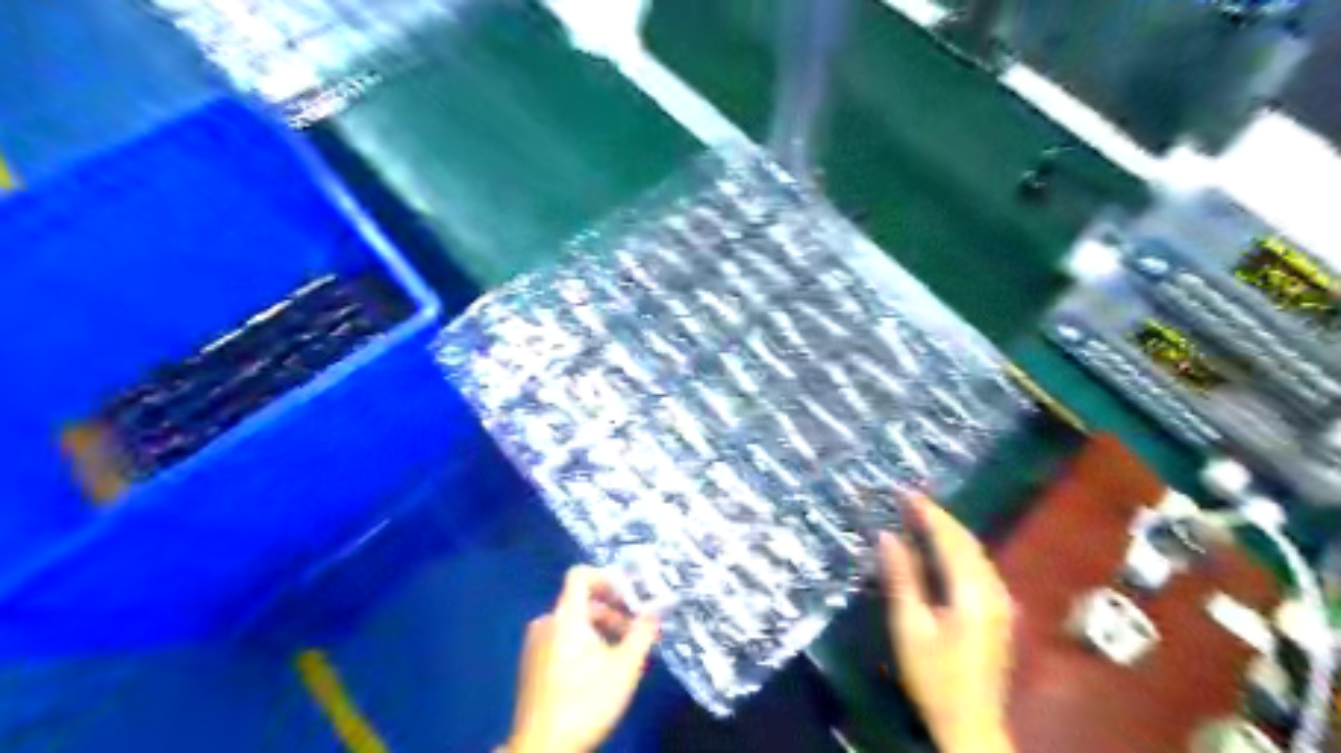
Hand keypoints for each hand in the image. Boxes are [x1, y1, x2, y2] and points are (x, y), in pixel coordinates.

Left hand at [508, 564, 658, 751]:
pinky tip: (598, 670)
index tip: (629, 596)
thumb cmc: (586, 701)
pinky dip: (583, 642)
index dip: (607, 578)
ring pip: (573, 622)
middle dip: (612, 610)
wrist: (542, 748)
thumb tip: (656, 613)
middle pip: (581, 600)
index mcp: (565, 616)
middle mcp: (546, 622)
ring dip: (600, 628)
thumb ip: (642, 633)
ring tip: (621, 653)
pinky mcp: (532, 664)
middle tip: (634, 630)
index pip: (580, 574)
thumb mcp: (625, 667)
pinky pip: (561, 638)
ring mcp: (535, 644)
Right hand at [881, 500, 1016, 752]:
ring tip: (920, 516)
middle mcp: (993, 589)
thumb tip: (887, 535)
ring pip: (976, 552)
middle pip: (967, 541)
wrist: (971, 723)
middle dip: (939, 516)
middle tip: (909, 498)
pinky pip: (979, 565)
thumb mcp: (910, 626)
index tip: (903, 491)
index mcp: (972, 591)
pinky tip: (941, 549)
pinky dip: (958, 549)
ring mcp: (1001, 601)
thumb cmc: (934, 676)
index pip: (949, 538)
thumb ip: (901, 577)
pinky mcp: (1000, 612)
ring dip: (949, 531)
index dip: (927, 512)